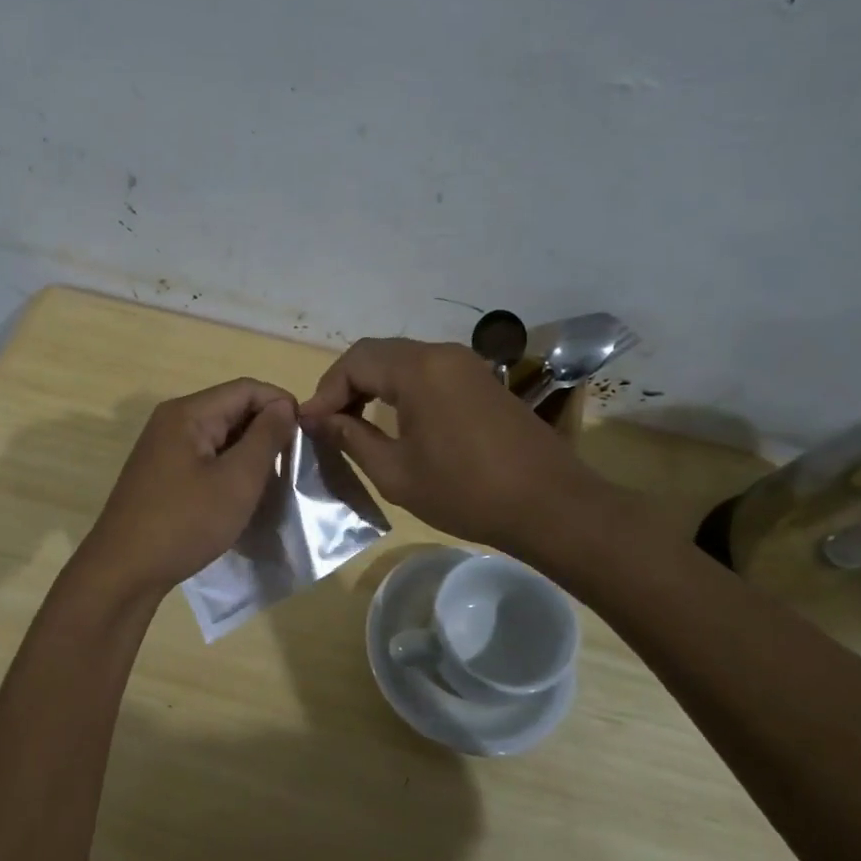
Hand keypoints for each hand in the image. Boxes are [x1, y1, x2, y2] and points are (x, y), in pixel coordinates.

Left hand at [78, 378, 297, 598]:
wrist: (124, 572)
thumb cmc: (185, 523)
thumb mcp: (237, 480)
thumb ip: (265, 437)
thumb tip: (284, 406)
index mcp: (188, 413)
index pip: (246, 388)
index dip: (281, 405)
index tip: (307, 436)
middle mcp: (172, 421)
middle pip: (231, 408)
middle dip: (266, 429)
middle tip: (293, 463)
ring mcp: (163, 448)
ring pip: (219, 435)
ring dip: (248, 452)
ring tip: (273, 480)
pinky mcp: (161, 473)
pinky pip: (204, 457)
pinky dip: (228, 468)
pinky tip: (242, 494)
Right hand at [299, 338, 604, 553]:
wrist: (550, 505)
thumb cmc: (466, 492)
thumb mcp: (396, 472)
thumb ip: (351, 439)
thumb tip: (318, 420)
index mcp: (418, 370)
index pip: (354, 362)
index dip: (325, 391)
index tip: (310, 425)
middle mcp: (442, 354)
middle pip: (378, 354)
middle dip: (346, 385)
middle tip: (328, 422)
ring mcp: (467, 365)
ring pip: (403, 362)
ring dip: (374, 386)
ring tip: (355, 423)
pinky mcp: (483, 381)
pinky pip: (429, 372)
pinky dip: (402, 389)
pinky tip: (396, 421)